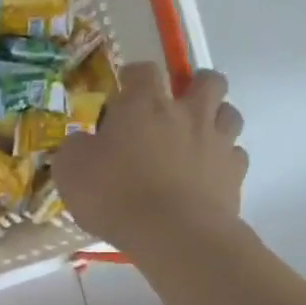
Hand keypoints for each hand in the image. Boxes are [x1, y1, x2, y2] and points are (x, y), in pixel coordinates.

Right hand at [54, 65, 247, 251]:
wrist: (173, 234)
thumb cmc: (115, 195)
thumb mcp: (70, 170)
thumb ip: (75, 148)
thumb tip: (82, 142)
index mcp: (144, 105)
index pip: (143, 70)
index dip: (133, 77)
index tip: (122, 93)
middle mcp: (186, 113)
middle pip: (207, 80)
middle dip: (195, 85)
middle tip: (176, 105)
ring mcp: (216, 141)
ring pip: (230, 112)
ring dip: (215, 118)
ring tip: (197, 136)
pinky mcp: (235, 173)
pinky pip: (235, 154)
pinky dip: (223, 159)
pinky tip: (207, 173)